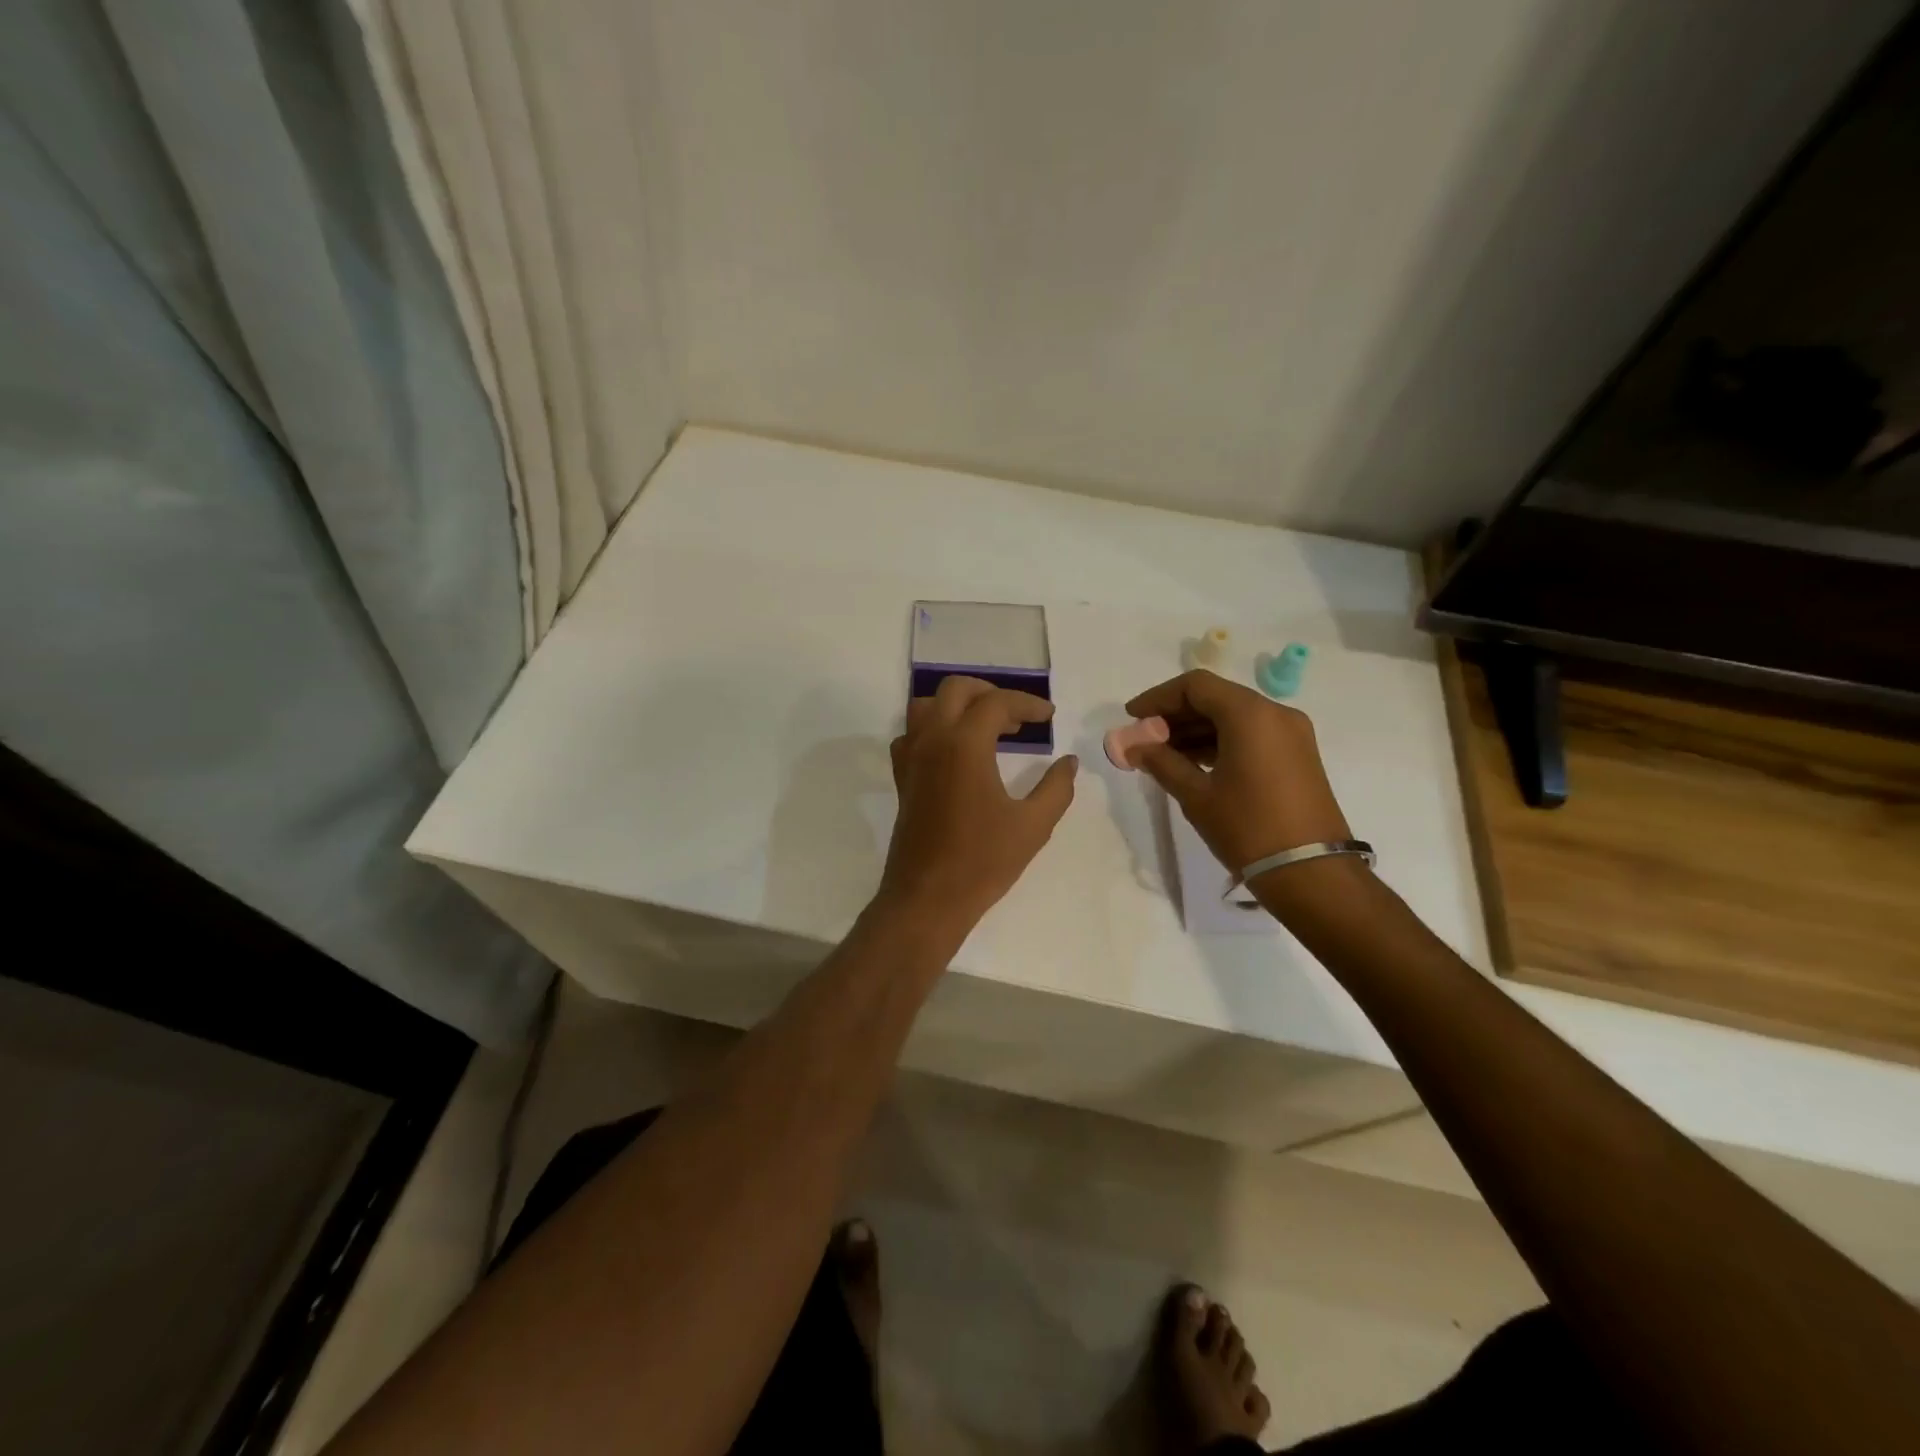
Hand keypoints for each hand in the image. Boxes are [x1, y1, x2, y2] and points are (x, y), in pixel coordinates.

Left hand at [878, 676, 1078, 938]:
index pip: (997, 703)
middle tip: (1018, 716)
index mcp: (964, 745)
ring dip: (957, 705)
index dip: (1027, 704)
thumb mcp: (1033, 826)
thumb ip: (1057, 788)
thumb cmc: (982, 862)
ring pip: (926, 706)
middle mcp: (932, 740)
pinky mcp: (902, 778)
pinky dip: (934, 728)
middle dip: (990, 692)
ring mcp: (911, 758)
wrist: (927, 898)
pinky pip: (912, 734)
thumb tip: (1068, 762)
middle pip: (955, 689)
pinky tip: (955, 751)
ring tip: (986, 726)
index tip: (1049, 717)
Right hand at [1125, 670, 1353, 882]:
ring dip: (1196, 730)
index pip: (1195, 686)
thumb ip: (1161, 762)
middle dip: (1175, 715)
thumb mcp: (1196, 795)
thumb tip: (1132, 746)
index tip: (1132, 717)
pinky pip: (1251, 734)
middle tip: (1144, 739)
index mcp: (1250, 714)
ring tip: (1163, 756)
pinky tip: (1194, 764)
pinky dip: (1220, 741)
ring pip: (1233, 716)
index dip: (1158, 697)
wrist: (1312, 874)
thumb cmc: (1248, 828)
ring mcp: (1291, 734)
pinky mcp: (1297, 755)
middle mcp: (1275, 713)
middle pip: (1215, 698)